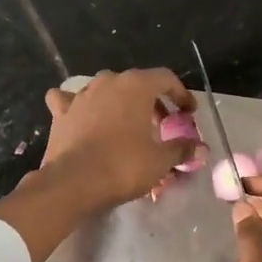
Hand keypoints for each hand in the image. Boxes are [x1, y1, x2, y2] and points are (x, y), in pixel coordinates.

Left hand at [41, 69, 197, 211]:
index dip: (181, 94)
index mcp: (136, 86)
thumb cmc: (123, 166)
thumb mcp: (160, 160)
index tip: (188, 113)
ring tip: (127, 125)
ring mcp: (81, 95)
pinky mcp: (61, 113)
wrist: (74, 183)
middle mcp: (108, 82)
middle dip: (151, 102)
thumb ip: (181, 149)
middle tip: (161, 125)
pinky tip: (82, 117)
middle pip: (137, 84)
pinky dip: (79, 107)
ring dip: (119, 104)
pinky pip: (70, 101)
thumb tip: (200, 147)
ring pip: (105, 91)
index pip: (166, 78)